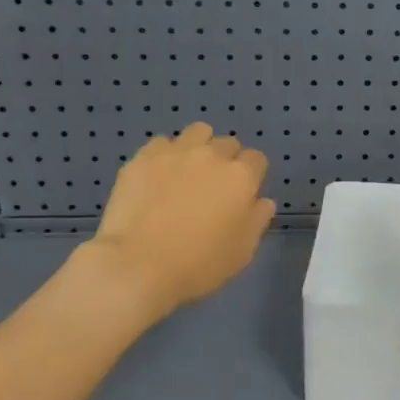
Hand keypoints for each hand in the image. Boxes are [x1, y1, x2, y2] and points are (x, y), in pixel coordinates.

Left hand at [70, 123, 276, 322]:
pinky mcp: (143, 158)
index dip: (252, 176)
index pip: (257, 159)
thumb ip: (257, 220)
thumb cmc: (198, 265)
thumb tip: (262, 201)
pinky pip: (161, 143)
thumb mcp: (242, 252)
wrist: (138, 266)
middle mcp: (212, 155)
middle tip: (212, 187)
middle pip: (228, 143)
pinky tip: (157, 177)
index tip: (241, 195)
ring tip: (186, 172)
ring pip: (197, 132)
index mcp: (241, 177)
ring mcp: (176, 152)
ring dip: (198, 147)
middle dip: (226, 161)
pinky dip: (164, 155)